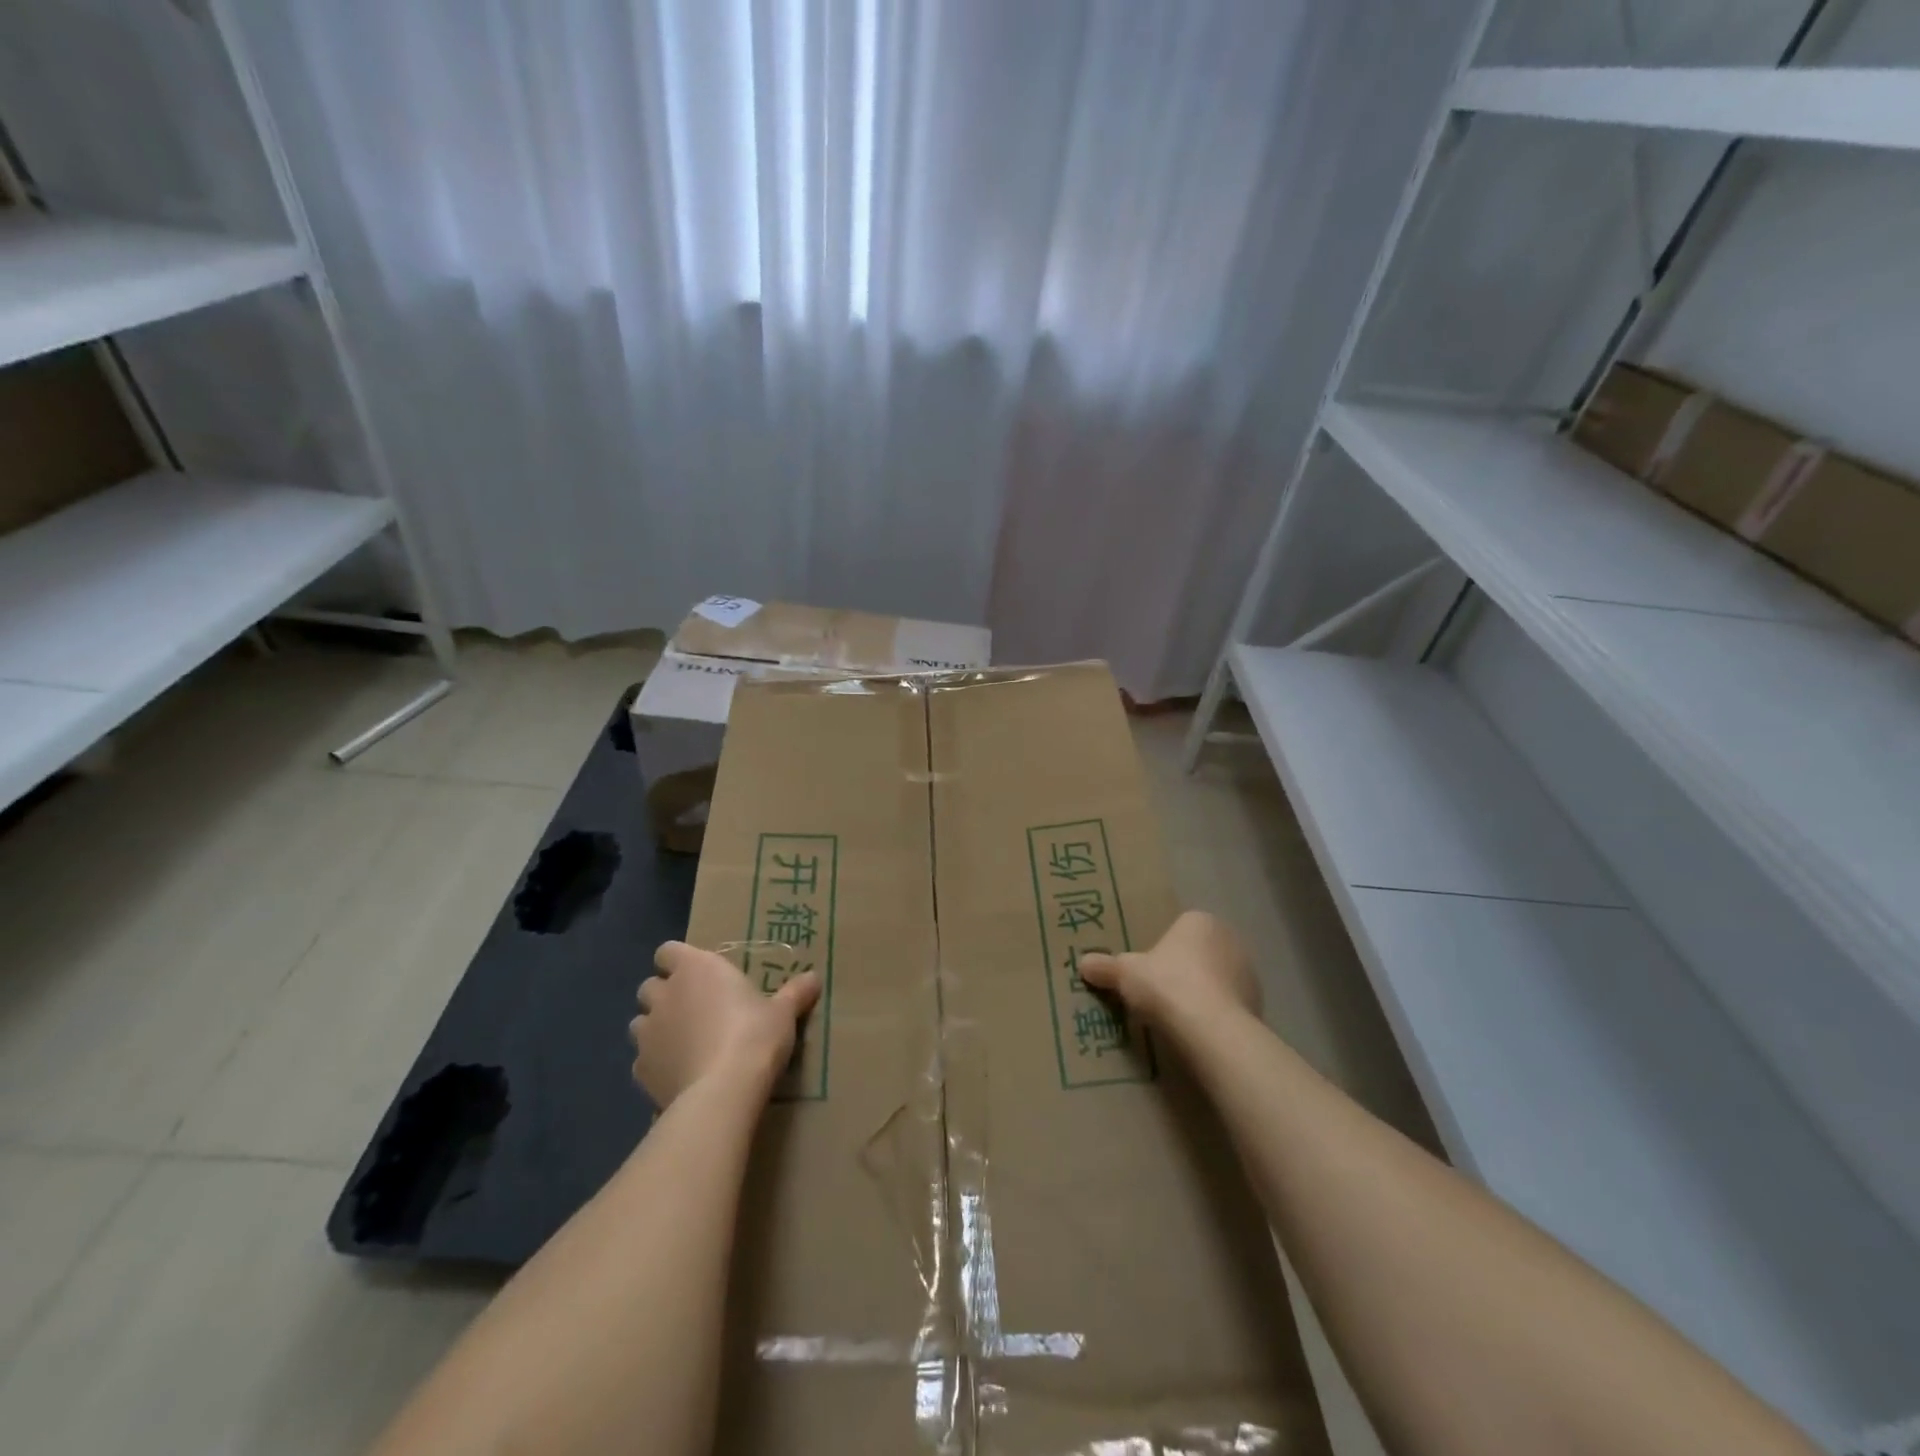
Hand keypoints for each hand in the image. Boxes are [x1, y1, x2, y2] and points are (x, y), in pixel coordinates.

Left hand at [630, 942, 820, 1105]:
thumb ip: (795, 993)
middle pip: (650, 986)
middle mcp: (665, 994)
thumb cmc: (754, 1036)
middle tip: (694, 1009)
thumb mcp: (783, 1012)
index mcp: (697, 968)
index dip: (679, 961)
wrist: (722, 1092)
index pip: (668, 950)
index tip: (699, 974)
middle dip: (666, 995)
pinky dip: (656, 1063)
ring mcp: (647, 1034)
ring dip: (656, 1028)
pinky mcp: (639, 1071)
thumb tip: (815, 977)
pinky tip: (679, 1073)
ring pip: (640, 1022)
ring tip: (684, 1042)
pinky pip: (642, 1060)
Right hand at [1077, 911, 1259, 1030]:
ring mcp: (1248, 973)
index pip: (1179, 929)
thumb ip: (1106, 967)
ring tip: (1178, 1019)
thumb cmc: (1167, 985)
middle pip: (1200, 954)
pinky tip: (1198, 1034)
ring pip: (1218, 980)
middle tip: (1160, 994)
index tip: (1149, 972)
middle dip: (1184, 971)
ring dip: (1203, 994)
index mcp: (1199, 921)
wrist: (1211, 1028)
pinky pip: (1230, 1006)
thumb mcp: (1125, 973)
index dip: (1163, 949)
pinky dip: (1216, 1017)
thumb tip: (1082, 964)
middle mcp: (1229, 939)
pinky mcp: (1258, 1005)